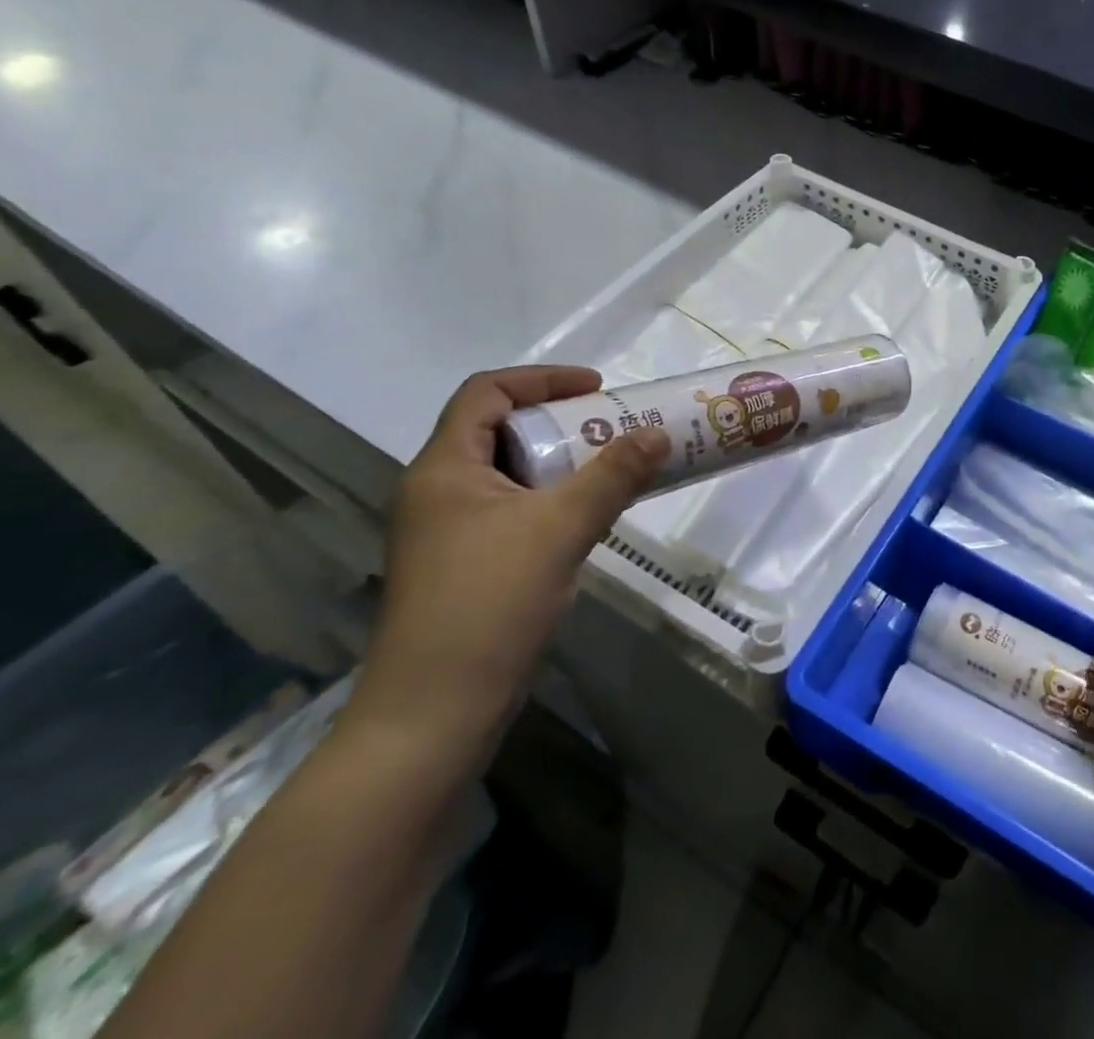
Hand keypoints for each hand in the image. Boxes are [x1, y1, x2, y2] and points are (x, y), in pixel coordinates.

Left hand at [348, 366, 665, 770]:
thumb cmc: (489, 603)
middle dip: (561, 421)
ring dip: (562, 462)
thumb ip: (613, 476)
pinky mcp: (467, 564)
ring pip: (511, 473)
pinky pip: (515, 510)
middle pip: (500, 430)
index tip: (596, 389)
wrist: (435, 712)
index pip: (485, 393)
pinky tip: (589, 517)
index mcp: (444, 468)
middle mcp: (440, 490)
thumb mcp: (560, 528)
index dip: (541, 380)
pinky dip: (553, 499)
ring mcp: (450, 531)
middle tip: (615, 428)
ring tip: (614, 467)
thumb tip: (658, 435)